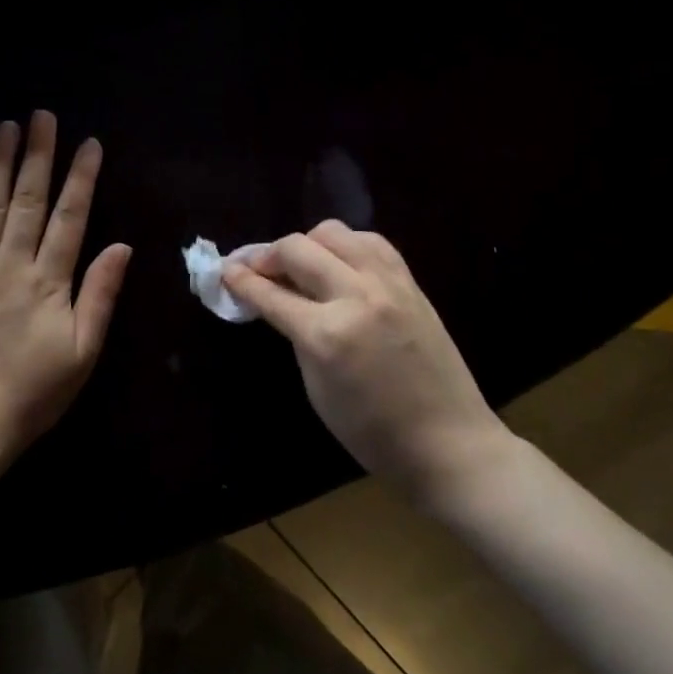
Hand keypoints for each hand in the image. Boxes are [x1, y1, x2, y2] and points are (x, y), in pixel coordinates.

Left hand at [0, 111, 132, 464]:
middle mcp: (9, 265)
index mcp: (48, 281)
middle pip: (26, 200)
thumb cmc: (34, 392)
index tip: (89, 143)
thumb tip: (122, 246)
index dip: (81, 178)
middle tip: (41, 116)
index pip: (69, 217)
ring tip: (5, 126)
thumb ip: (100, 295)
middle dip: (37, 155)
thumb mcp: (83, 352)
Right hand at [222, 221, 509, 500]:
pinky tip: (338, 261)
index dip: (241, 280)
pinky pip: (370, 241)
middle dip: (266, 255)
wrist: (448, 441)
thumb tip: (278, 299)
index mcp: (326, 335)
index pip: (270, 293)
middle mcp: (355, 296)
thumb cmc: (372, 432)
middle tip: (255, 269)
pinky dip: (345, 245)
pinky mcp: (410, 281)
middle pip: (297, 249)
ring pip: (333, 232)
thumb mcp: (317, 388)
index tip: (224, 271)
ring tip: (299, 264)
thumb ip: (296, 335)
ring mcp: (387, 283)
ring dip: (306, 243)